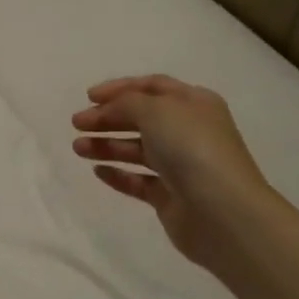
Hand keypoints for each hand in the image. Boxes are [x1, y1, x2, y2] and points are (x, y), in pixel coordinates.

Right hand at [71, 75, 273, 271]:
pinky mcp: (171, 196)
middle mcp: (189, 131)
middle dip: (107, 118)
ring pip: (137, 149)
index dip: (120, 88)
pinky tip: (97, 171)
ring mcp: (181, 166)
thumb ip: (126, 103)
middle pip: (141, 118)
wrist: (222, 211)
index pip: (153, 87)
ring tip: (78, 148)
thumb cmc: (191, 148)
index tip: (89, 97)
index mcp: (194, 103)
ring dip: (107, 145)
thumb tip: (108, 110)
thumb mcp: (156, 110)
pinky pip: (139, 180)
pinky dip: (118, 174)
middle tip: (77, 124)